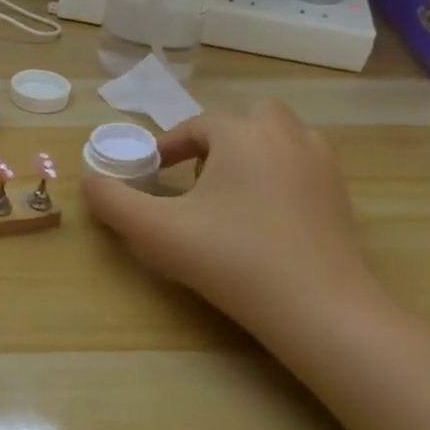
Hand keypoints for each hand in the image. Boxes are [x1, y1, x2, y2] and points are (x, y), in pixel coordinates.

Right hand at [81, 102, 378, 337]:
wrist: (320, 310)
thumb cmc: (231, 259)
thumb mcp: (155, 231)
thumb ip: (112, 201)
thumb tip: (88, 181)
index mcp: (242, 135)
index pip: (196, 126)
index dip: (167, 147)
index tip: (150, 175)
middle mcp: (287, 137)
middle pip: (246, 120)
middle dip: (216, 141)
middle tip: (194, 178)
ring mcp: (322, 165)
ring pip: (280, 139)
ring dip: (250, 153)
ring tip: (229, 194)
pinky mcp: (341, 197)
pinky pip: (302, 166)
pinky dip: (279, 175)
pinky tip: (263, 217)